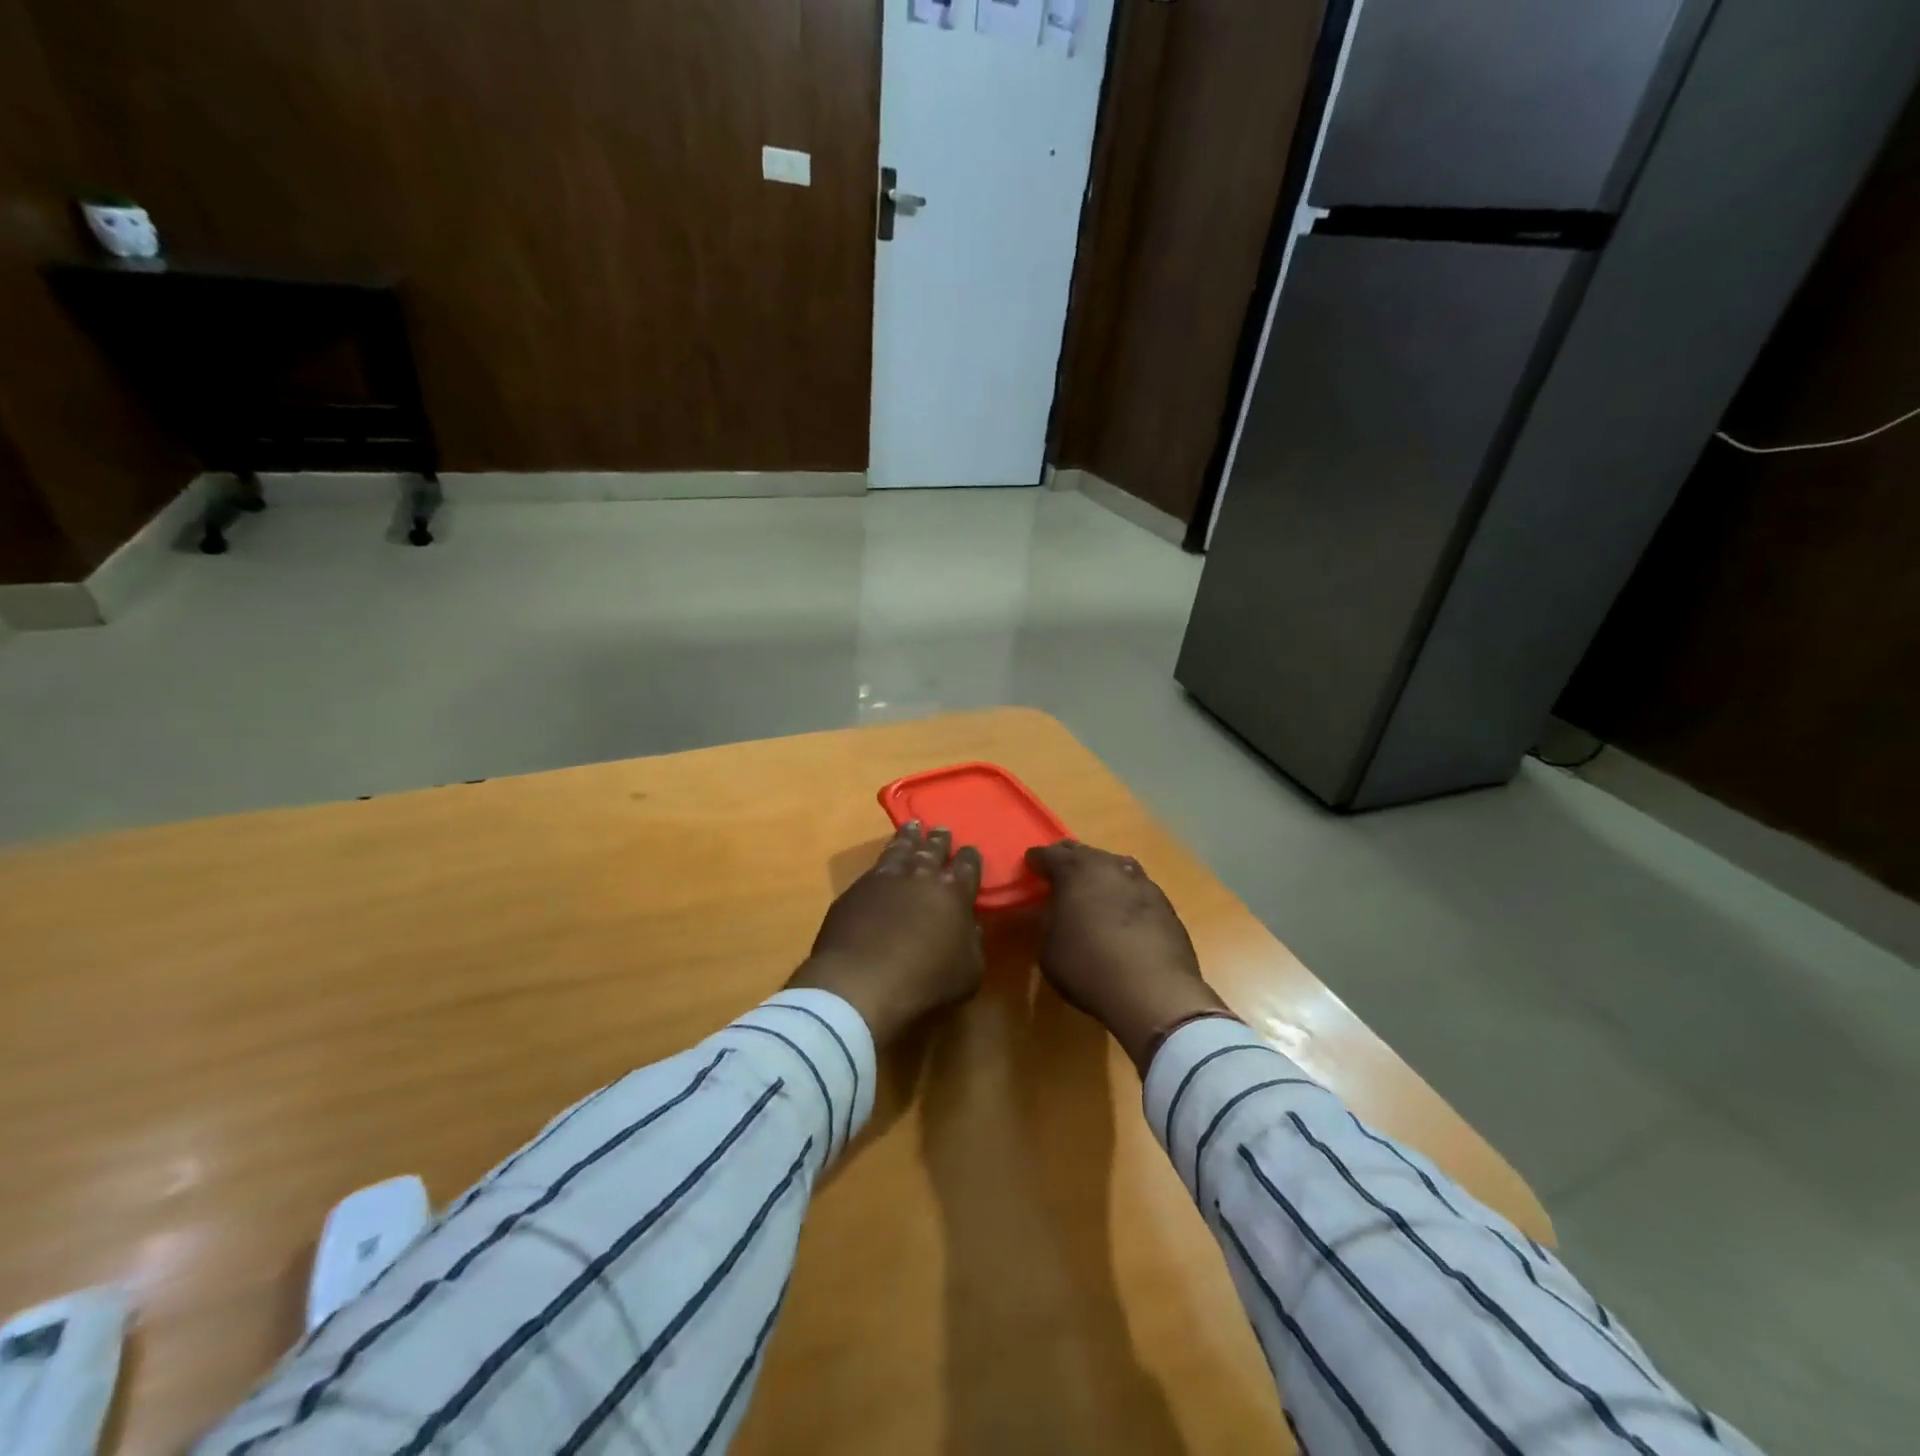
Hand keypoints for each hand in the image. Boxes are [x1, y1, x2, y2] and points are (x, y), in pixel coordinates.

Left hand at [787, 822, 984, 1046]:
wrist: (861, 982)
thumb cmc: (925, 982)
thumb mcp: (968, 972)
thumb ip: (972, 944)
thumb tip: (970, 927)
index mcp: (954, 894)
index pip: (967, 867)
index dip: (970, 857)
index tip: (970, 849)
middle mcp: (922, 877)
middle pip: (933, 850)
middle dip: (940, 840)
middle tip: (942, 829)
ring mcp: (886, 879)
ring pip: (902, 849)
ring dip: (910, 837)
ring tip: (913, 826)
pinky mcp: (856, 890)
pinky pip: (875, 866)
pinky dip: (884, 858)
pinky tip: (883, 861)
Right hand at [1025, 841, 1233, 1072]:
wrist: (1155, 991)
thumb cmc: (1090, 968)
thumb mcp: (1049, 950)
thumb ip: (1046, 922)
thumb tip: (1048, 911)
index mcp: (1075, 871)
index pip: (1049, 854)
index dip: (1036, 860)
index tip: (1030, 864)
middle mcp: (1109, 866)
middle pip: (1083, 852)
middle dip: (1068, 859)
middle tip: (1058, 871)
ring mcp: (1141, 881)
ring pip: (1113, 866)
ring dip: (1100, 873)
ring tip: (1092, 889)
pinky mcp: (1165, 902)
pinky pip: (1135, 888)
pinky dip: (1123, 893)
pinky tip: (1122, 911)